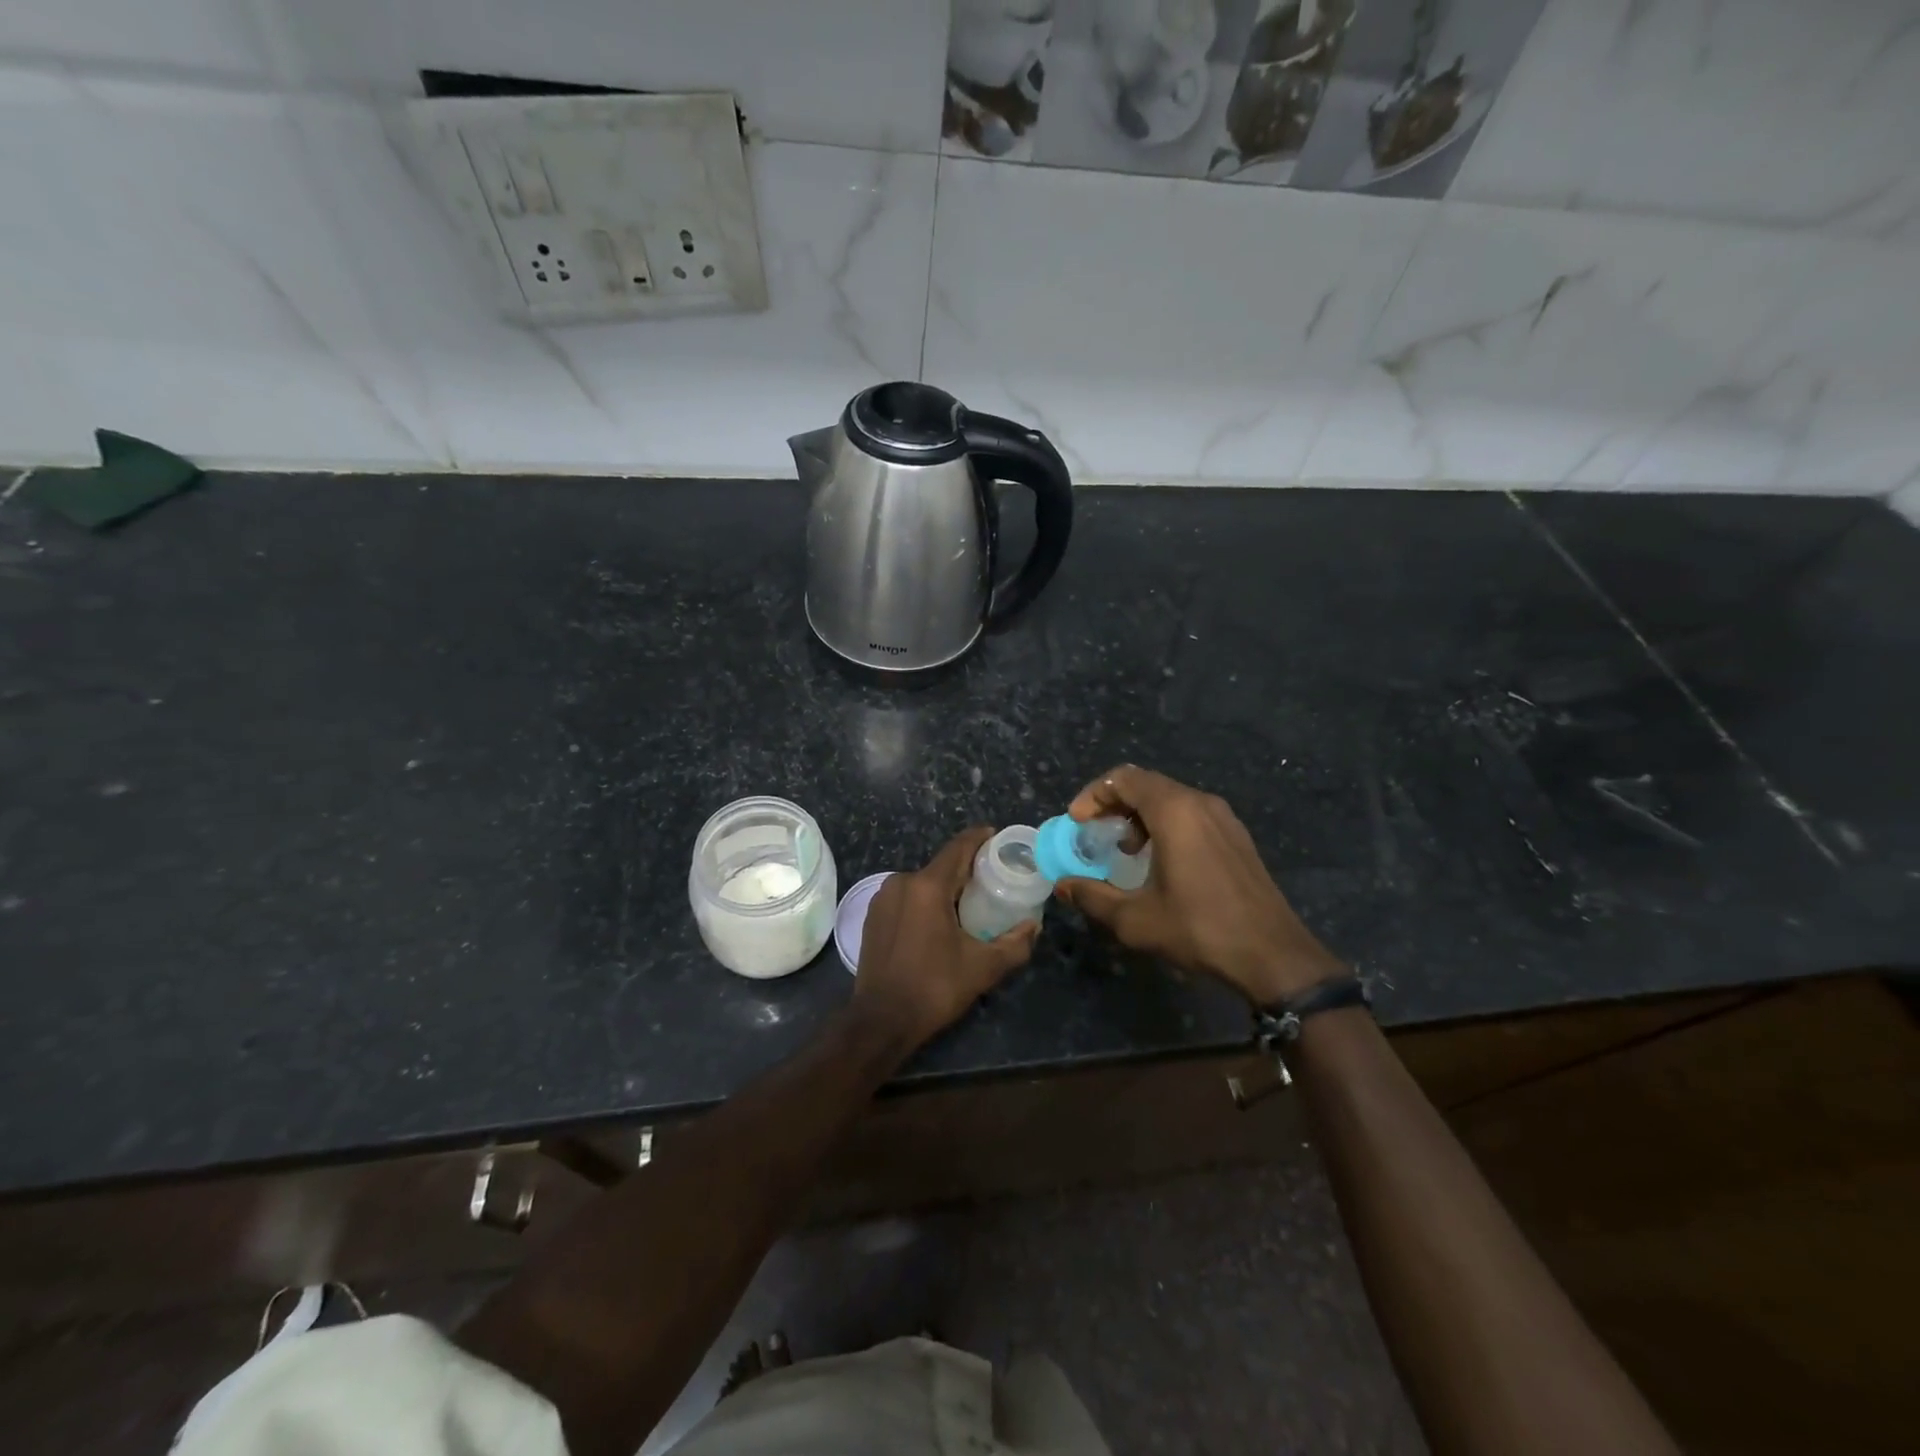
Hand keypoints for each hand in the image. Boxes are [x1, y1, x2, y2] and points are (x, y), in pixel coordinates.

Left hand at [852, 826, 1039, 1050]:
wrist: (880, 1021)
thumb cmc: (934, 988)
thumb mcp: (983, 968)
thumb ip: (1015, 944)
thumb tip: (1034, 926)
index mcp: (927, 886)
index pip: (958, 847)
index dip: (980, 838)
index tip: (998, 837)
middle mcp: (901, 882)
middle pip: (941, 866)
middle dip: (967, 869)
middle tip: (993, 880)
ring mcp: (882, 898)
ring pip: (922, 883)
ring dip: (945, 888)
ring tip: (969, 904)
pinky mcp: (872, 916)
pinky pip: (906, 898)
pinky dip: (925, 902)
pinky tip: (938, 922)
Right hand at [1053, 765, 1344, 1004]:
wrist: (1274, 956)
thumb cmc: (1200, 929)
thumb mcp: (1135, 919)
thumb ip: (1093, 897)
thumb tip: (1062, 886)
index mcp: (1175, 811)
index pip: (1123, 778)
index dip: (1093, 795)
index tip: (1076, 822)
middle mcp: (1200, 803)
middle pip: (1146, 784)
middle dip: (1113, 804)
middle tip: (1093, 832)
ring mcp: (1224, 818)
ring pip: (1170, 798)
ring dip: (1140, 815)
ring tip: (1126, 850)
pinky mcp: (1237, 837)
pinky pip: (1191, 814)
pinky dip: (1165, 824)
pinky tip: (1161, 861)